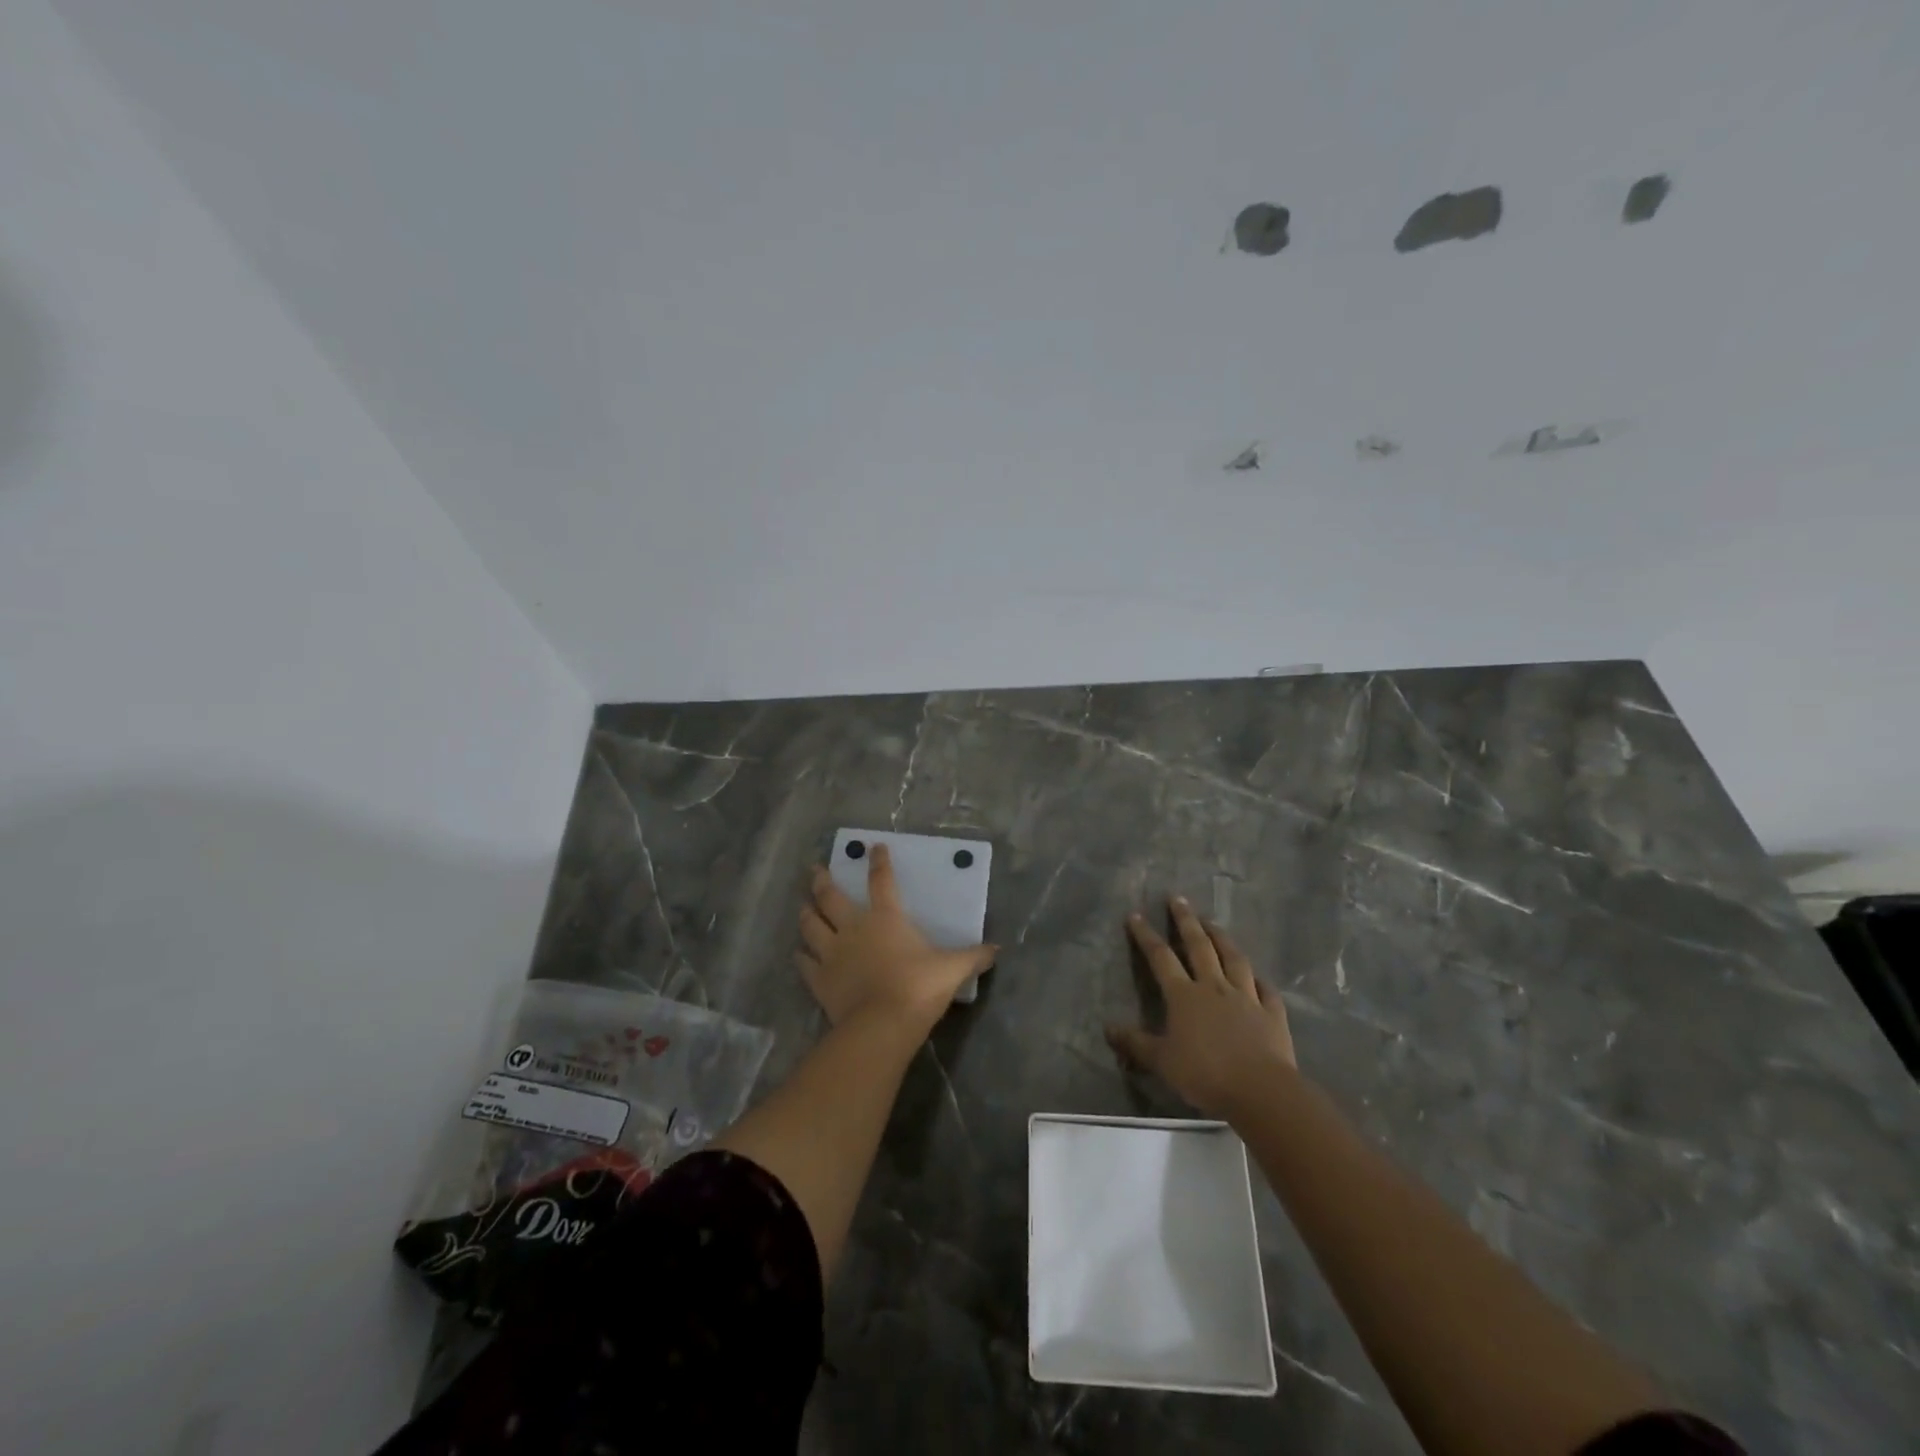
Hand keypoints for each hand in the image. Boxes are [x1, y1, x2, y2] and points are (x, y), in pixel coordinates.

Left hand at [797, 843, 996, 1032]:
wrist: (882, 1024)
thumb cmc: (918, 987)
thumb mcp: (952, 970)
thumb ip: (973, 957)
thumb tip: (997, 950)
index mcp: (886, 918)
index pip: (882, 881)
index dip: (878, 862)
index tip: (873, 847)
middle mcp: (854, 928)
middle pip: (831, 897)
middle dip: (822, 881)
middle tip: (815, 869)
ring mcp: (832, 953)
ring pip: (811, 925)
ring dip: (806, 913)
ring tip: (802, 906)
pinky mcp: (819, 979)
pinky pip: (804, 963)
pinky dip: (800, 957)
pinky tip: (798, 954)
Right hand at [1107, 897, 1295, 1117]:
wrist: (1260, 1090)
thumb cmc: (1205, 1073)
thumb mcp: (1162, 1062)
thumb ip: (1135, 1044)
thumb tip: (1107, 1028)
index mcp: (1184, 995)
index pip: (1161, 958)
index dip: (1146, 936)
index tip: (1135, 915)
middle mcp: (1214, 987)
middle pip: (1199, 946)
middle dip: (1185, 921)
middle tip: (1178, 898)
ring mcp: (1246, 997)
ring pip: (1234, 959)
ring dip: (1222, 938)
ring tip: (1213, 922)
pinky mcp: (1272, 1014)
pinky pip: (1266, 990)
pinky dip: (1260, 980)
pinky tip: (1258, 977)